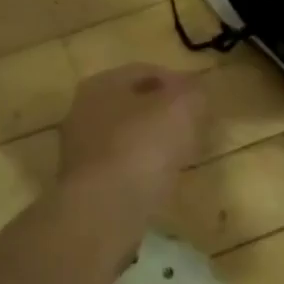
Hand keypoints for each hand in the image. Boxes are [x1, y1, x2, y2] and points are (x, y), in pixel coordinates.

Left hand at [58, 64, 206, 212]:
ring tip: (182, 155)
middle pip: (134, 105)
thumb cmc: (142, 147)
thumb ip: (192, 92)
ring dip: (154, 142)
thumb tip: (194, 90)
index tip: (202, 99)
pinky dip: (142, 169)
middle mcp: (84, 112)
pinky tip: (160, 181)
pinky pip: (121, 166)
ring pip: (127, 136)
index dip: (178, 81)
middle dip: (165, 113)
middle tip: (194, 126)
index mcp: (102, 84)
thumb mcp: (181, 108)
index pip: (146, 72)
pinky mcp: (85, 184)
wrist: (103, 211)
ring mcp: (80, 150)